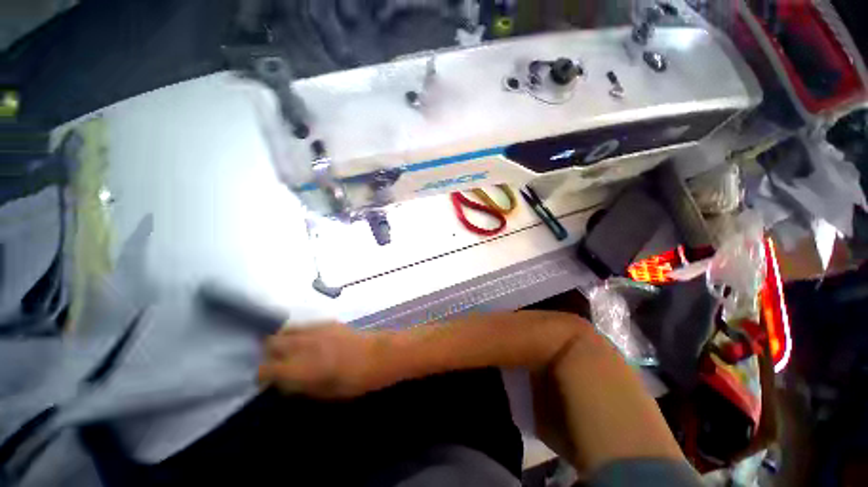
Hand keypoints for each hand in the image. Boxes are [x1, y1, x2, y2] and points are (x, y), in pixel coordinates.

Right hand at [257, 322, 389, 398]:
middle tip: (277, 363)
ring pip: (287, 329)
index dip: (262, 375)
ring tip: (290, 349)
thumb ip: (299, 386)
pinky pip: (305, 325)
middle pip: (271, 342)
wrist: (379, 355)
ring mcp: (316, 329)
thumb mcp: (323, 393)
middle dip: (269, 353)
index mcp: (299, 367)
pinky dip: (300, 332)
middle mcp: (303, 344)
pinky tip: (310, 341)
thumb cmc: (353, 381)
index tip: (266, 380)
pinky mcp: (328, 322)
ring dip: (283, 339)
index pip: (265, 367)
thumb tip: (283, 381)